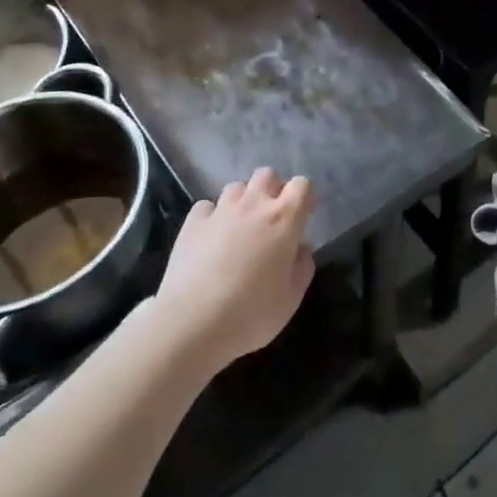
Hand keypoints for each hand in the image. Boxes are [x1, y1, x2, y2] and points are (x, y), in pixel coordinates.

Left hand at [156, 168, 314, 368]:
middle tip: (271, 219)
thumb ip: (303, 267)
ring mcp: (220, 210)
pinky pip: (207, 206)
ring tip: (239, 228)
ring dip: (243, 201)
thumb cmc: (252, 312)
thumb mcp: (291, 298)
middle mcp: (253, 205)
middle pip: (267, 175)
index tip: (302, 217)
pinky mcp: (192, 222)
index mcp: (284, 219)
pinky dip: (212, 216)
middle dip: (272, 189)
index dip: (304, 197)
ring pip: (236, 187)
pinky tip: (210, 238)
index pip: (302, 185)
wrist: (193, 322)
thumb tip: (301, 248)